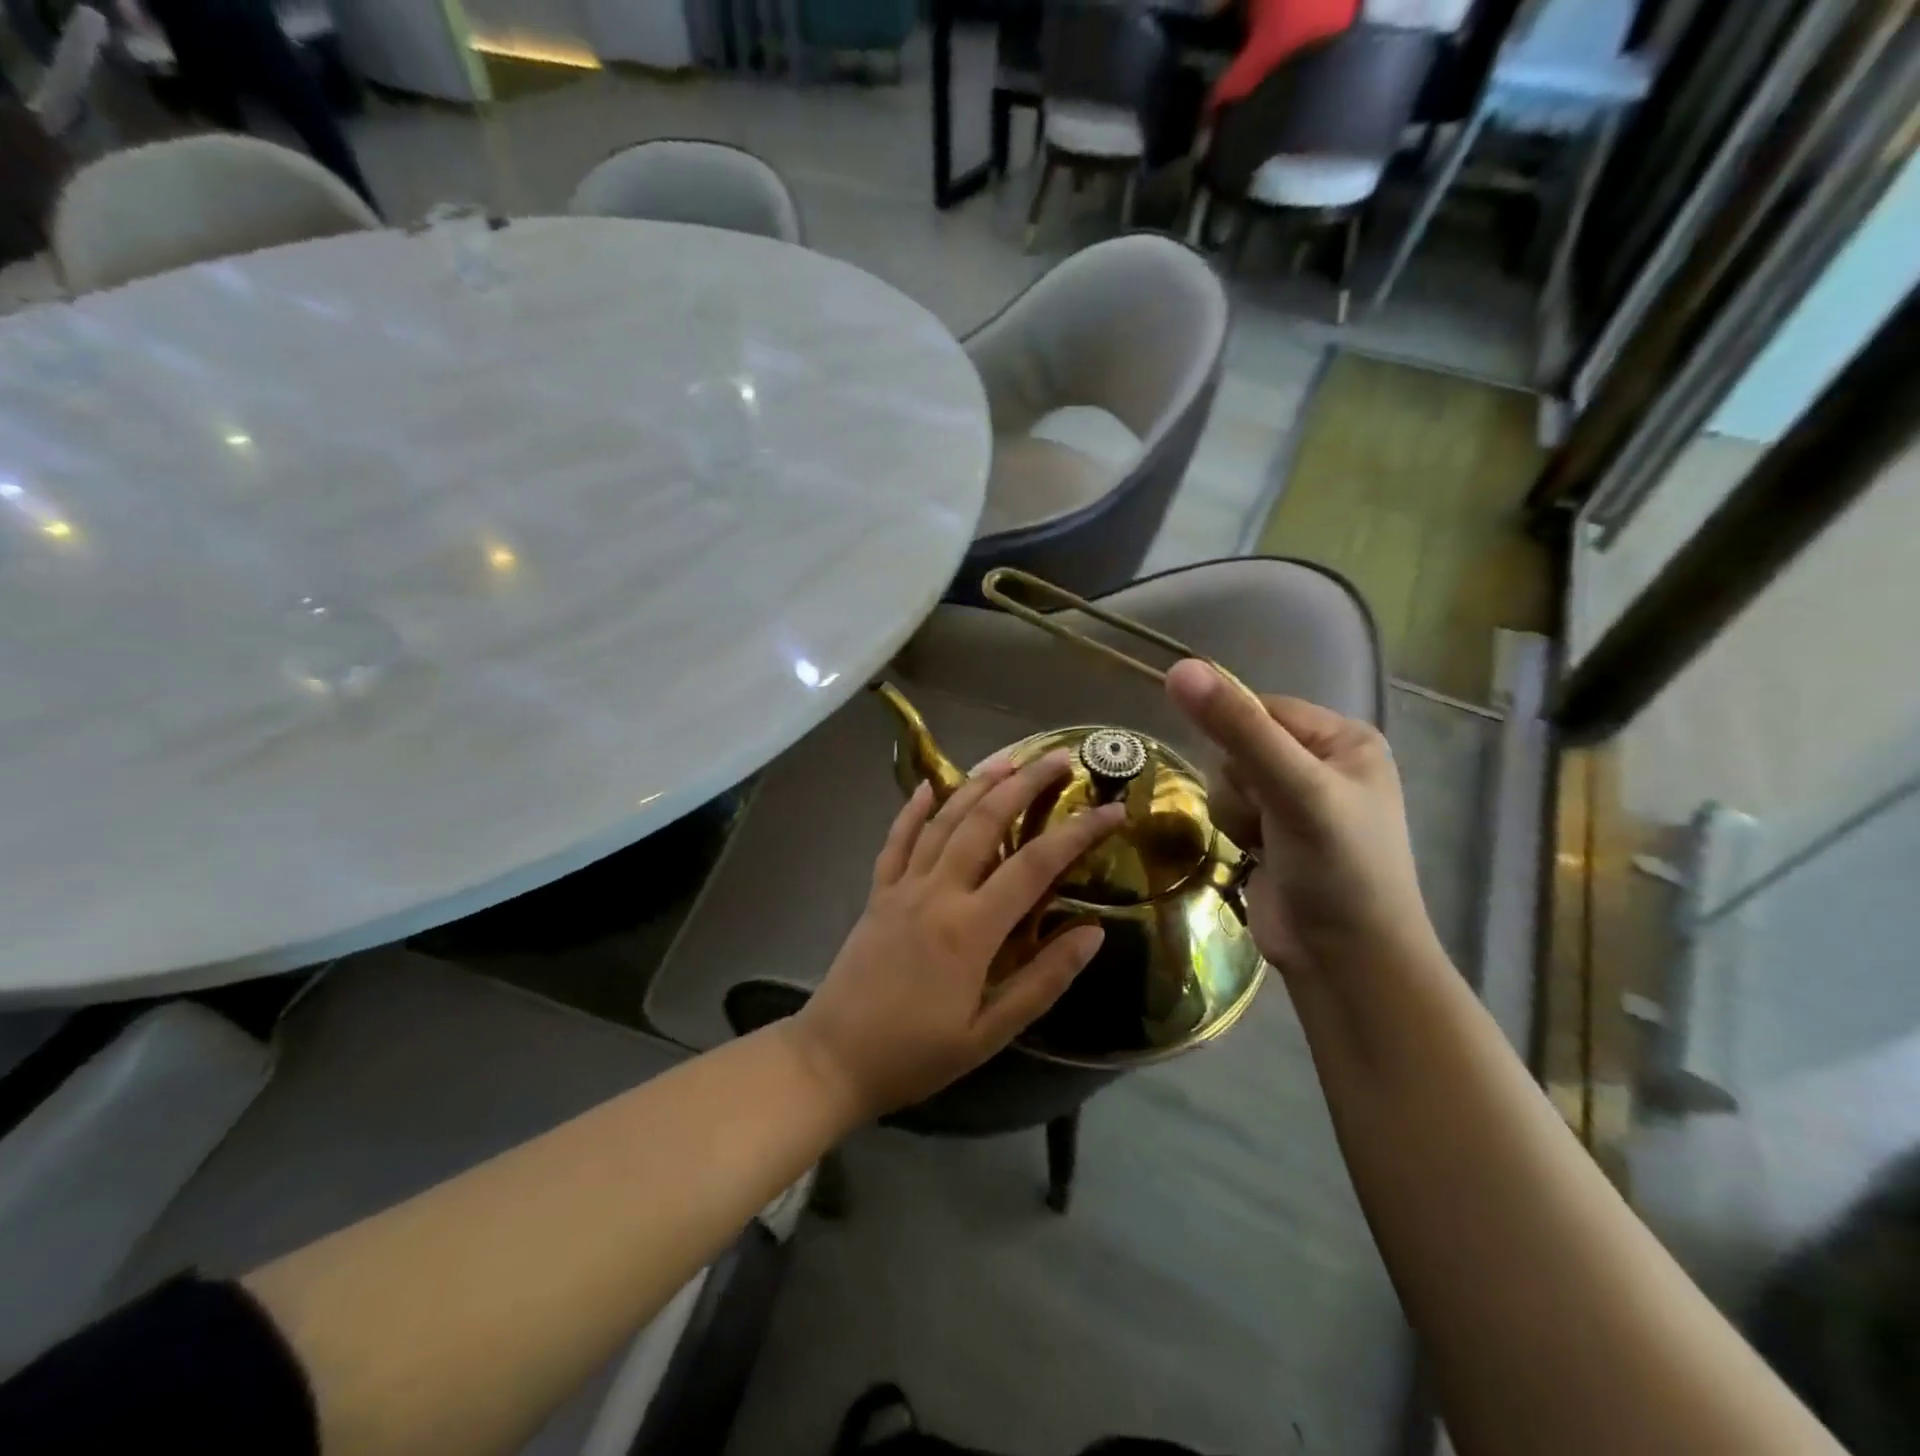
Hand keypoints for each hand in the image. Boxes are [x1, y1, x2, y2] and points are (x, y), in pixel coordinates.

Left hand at [787, 753, 1124, 1119]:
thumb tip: (1093, 933)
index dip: (1079, 832)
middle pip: (986, 821)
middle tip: (1059, 758)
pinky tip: (929, 786)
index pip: (1036, 864)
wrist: (833, 1059)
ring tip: (1009, 759)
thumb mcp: (990, 1033)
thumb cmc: (917, 1054)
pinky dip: (913, 810)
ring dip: (977, 785)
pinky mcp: (877, 893)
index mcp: (971, 928)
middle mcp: (938, 892)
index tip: (1113, 810)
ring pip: (944, 821)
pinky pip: (897, 840)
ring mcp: (902, 887)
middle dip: (1026, 785)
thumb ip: (1043, 980)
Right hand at [1165, 659, 1439, 981]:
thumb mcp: (1293, 789)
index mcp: (1344, 740)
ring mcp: (1296, 802)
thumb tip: (1179, 669)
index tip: (1250, 777)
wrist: (1346, 962)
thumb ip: (1237, 729)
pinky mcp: (1273, 835)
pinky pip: (1229, 809)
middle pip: (1240, 744)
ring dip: (1234, 811)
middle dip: (1241, 783)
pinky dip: (1233, 830)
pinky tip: (1255, 855)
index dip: (1238, 737)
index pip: (1262, 708)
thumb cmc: (1338, 868)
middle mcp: (1322, 764)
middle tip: (1268, 817)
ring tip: (1263, 843)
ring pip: (1228, 779)